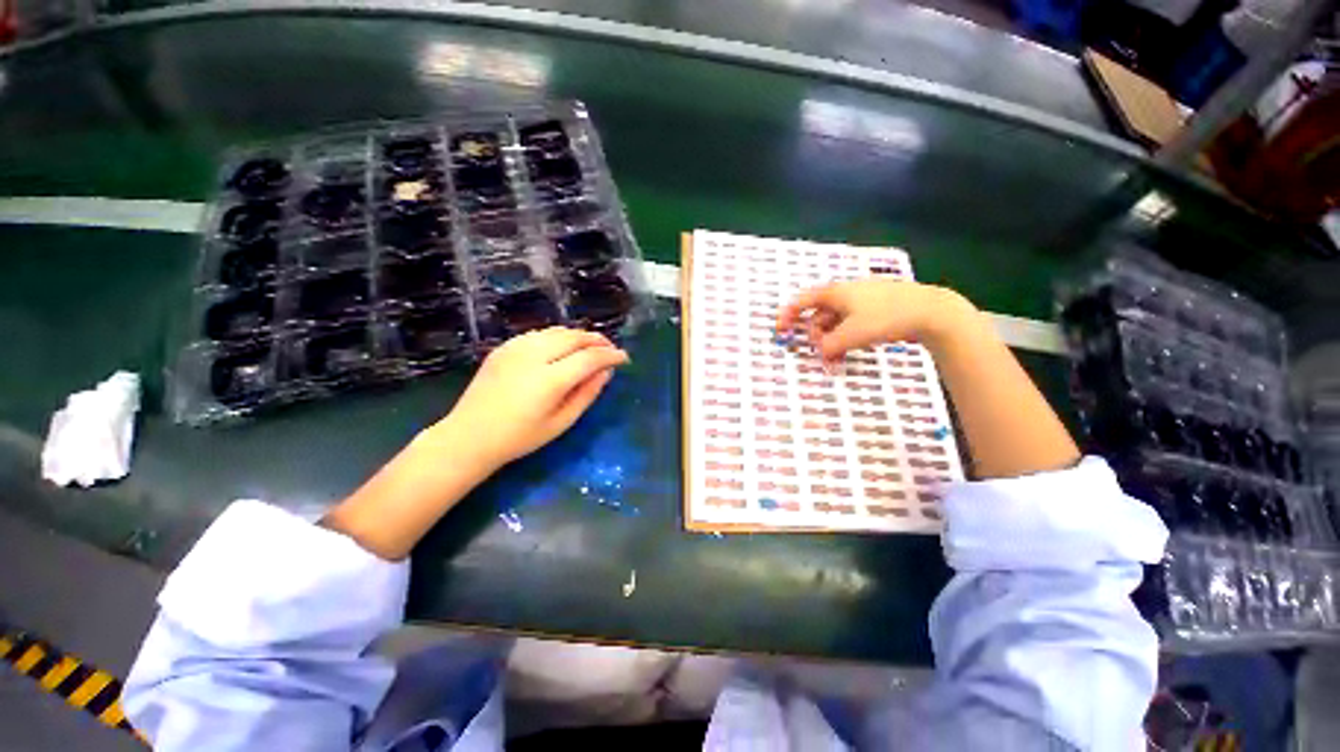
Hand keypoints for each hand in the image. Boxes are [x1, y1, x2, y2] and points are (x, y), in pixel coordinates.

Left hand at [436, 327, 628, 469]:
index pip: (589, 358)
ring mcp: (516, 348)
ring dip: (579, 336)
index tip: (623, 358)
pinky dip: (558, 336)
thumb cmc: (519, 438)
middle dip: (598, 340)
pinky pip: (540, 334)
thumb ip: (587, 394)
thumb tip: (606, 372)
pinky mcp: (504, 347)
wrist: (468, 436)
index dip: (610, 355)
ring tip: (591, 347)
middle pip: (575, 337)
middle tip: (610, 349)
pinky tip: (563, 348)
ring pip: (558, 331)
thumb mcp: (561, 422)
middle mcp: (533, 356)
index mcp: (549, 380)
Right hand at [775, 279, 973, 363]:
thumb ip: (828, 346)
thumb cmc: (885, 318)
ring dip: (832, 341)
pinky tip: (851, 350)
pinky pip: (850, 324)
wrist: (931, 311)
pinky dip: (846, 338)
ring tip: (838, 359)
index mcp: (835, 293)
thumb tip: (821, 353)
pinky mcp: (875, 310)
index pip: (802, 301)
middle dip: (816, 337)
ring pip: (835, 322)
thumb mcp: (851, 335)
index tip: (780, 331)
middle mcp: (845, 294)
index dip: (787, 315)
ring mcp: (861, 301)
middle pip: (819, 315)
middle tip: (822, 355)